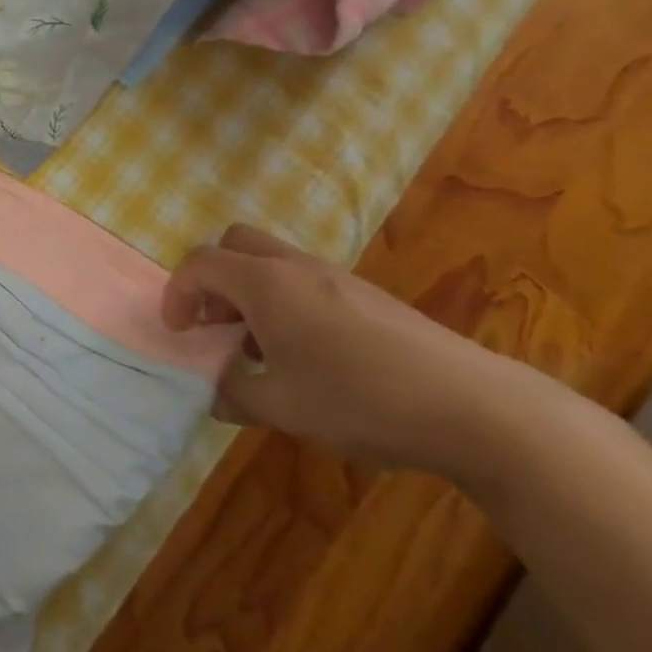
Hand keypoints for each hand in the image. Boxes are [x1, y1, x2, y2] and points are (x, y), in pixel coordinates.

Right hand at [160, 225, 544, 482]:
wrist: (474, 406)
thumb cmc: (362, 400)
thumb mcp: (285, 408)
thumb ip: (235, 395)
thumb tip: (215, 392)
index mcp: (265, 284)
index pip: (200, 263)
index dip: (177, 292)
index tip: (178, 331)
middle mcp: (294, 267)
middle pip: (234, 243)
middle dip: (213, 278)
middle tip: (215, 324)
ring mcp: (334, 275)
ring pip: (270, 260)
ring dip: (249, 290)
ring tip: (258, 346)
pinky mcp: (365, 293)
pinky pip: (303, 279)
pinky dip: (283, 300)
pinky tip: (307, 353)